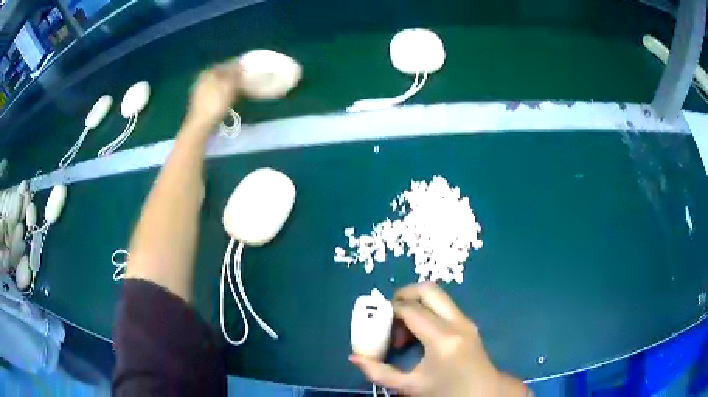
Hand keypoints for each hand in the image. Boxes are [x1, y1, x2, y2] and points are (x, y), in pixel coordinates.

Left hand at [186, 59, 241, 129]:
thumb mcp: (229, 86)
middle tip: (243, 80)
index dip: (237, 66)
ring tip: (237, 90)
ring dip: (226, 85)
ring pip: (217, 84)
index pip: (226, 64)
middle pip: (220, 74)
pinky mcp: (199, 102)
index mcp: (209, 72)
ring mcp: (199, 91)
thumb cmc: (216, 103)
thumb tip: (241, 66)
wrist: (201, 124)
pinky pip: (214, 93)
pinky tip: (227, 99)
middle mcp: (202, 79)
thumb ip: (236, 74)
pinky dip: (221, 94)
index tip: (246, 70)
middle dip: (231, 76)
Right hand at [349, 283, 528, 396]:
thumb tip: (354, 358)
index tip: (376, 322)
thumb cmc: (447, 392)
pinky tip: (418, 334)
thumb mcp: (410, 387)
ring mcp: (466, 320)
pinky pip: (444, 306)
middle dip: (404, 294)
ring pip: (437, 295)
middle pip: (428, 290)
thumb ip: (379, 373)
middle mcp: (456, 322)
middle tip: (388, 313)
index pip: (411, 309)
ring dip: (416, 304)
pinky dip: (427, 311)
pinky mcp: (468, 323)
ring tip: (403, 330)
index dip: (389, 310)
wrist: (483, 393)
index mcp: (442, 338)